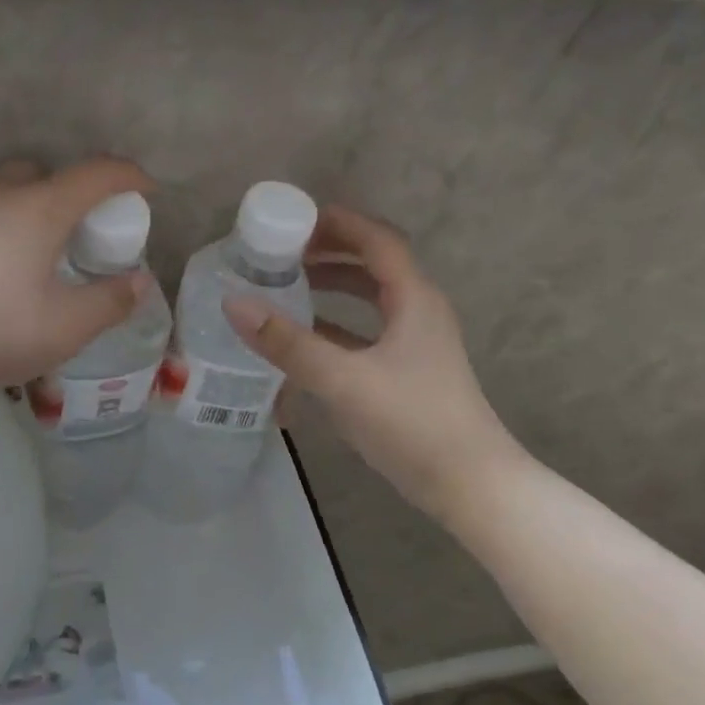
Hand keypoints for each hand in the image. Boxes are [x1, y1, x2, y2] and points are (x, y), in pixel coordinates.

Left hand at [0, 158, 155, 403]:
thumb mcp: (62, 329)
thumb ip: (108, 304)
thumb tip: (138, 283)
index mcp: (38, 208)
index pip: (96, 174)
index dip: (128, 176)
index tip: (147, 190)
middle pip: (40, 173)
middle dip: (67, 191)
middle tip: (76, 232)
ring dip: (21, 208)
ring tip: (25, 254)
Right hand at [222, 205, 523, 515]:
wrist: (470, 486)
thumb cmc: (413, 422)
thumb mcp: (344, 380)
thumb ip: (288, 343)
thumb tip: (234, 303)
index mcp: (413, 299)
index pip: (376, 239)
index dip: (338, 222)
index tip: (293, 218)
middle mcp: (417, 311)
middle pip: (371, 264)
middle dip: (327, 252)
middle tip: (280, 252)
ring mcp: (414, 343)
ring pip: (368, 299)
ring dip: (330, 287)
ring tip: (286, 286)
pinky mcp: (406, 372)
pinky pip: (365, 332)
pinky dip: (335, 326)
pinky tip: (302, 340)